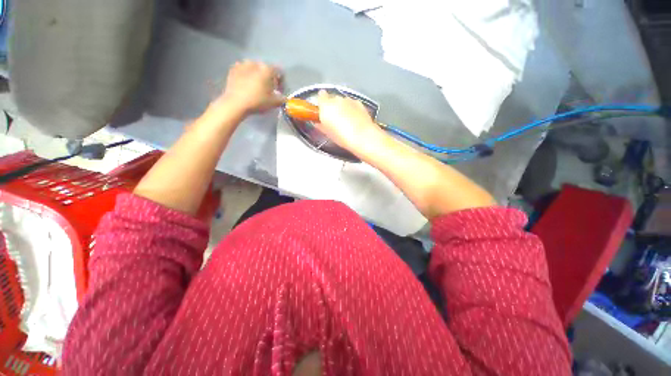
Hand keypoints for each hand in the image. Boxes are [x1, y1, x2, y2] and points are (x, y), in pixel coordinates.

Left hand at [216, 60, 284, 114]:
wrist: (235, 103)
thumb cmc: (258, 101)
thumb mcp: (274, 103)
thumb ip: (282, 99)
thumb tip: (284, 97)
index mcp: (267, 69)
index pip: (279, 72)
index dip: (282, 82)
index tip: (280, 91)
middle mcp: (255, 63)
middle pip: (266, 69)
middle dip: (269, 78)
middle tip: (269, 89)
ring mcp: (242, 64)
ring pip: (254, 69)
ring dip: (257, 76)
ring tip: (257, 87)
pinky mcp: (233, 69)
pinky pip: (244, 71)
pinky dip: (247, 76)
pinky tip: (247, 85)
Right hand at [316, 90, 384, 154]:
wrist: (363, 137)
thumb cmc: (343, 137)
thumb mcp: (328, 134)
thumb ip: (321, 125)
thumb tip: (319, 123)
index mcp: (326, 105)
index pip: (320, 96)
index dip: (321, 103)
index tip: (321, 111)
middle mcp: (337, 99)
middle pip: (332, 99)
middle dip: (332, 107)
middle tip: (334, 120)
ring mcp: (349, 100)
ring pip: (343, 101)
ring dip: (343, 108)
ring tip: (345, 122)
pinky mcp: (359, 103)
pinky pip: (352, 104)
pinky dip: (352, 110)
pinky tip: (354, 121)